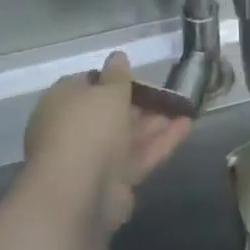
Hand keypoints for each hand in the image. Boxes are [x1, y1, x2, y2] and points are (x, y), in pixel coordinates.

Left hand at [20, 52, 190, 241]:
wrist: (79, 193)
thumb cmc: (88, 129)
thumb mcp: (108, 92)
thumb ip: (117, 75)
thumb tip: (118, 56)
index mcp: (62, 104)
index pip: (86, 84)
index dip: (112, 78)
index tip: (137, 75)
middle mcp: (74, 130)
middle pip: (110, 113)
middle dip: (140, 102)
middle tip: (168, 93)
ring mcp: (93, 158)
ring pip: (128, 135)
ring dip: (156, 121)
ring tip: (185, 106)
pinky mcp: (113, 182)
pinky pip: (140, 155)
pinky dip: (162, 141)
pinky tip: (188, 125)